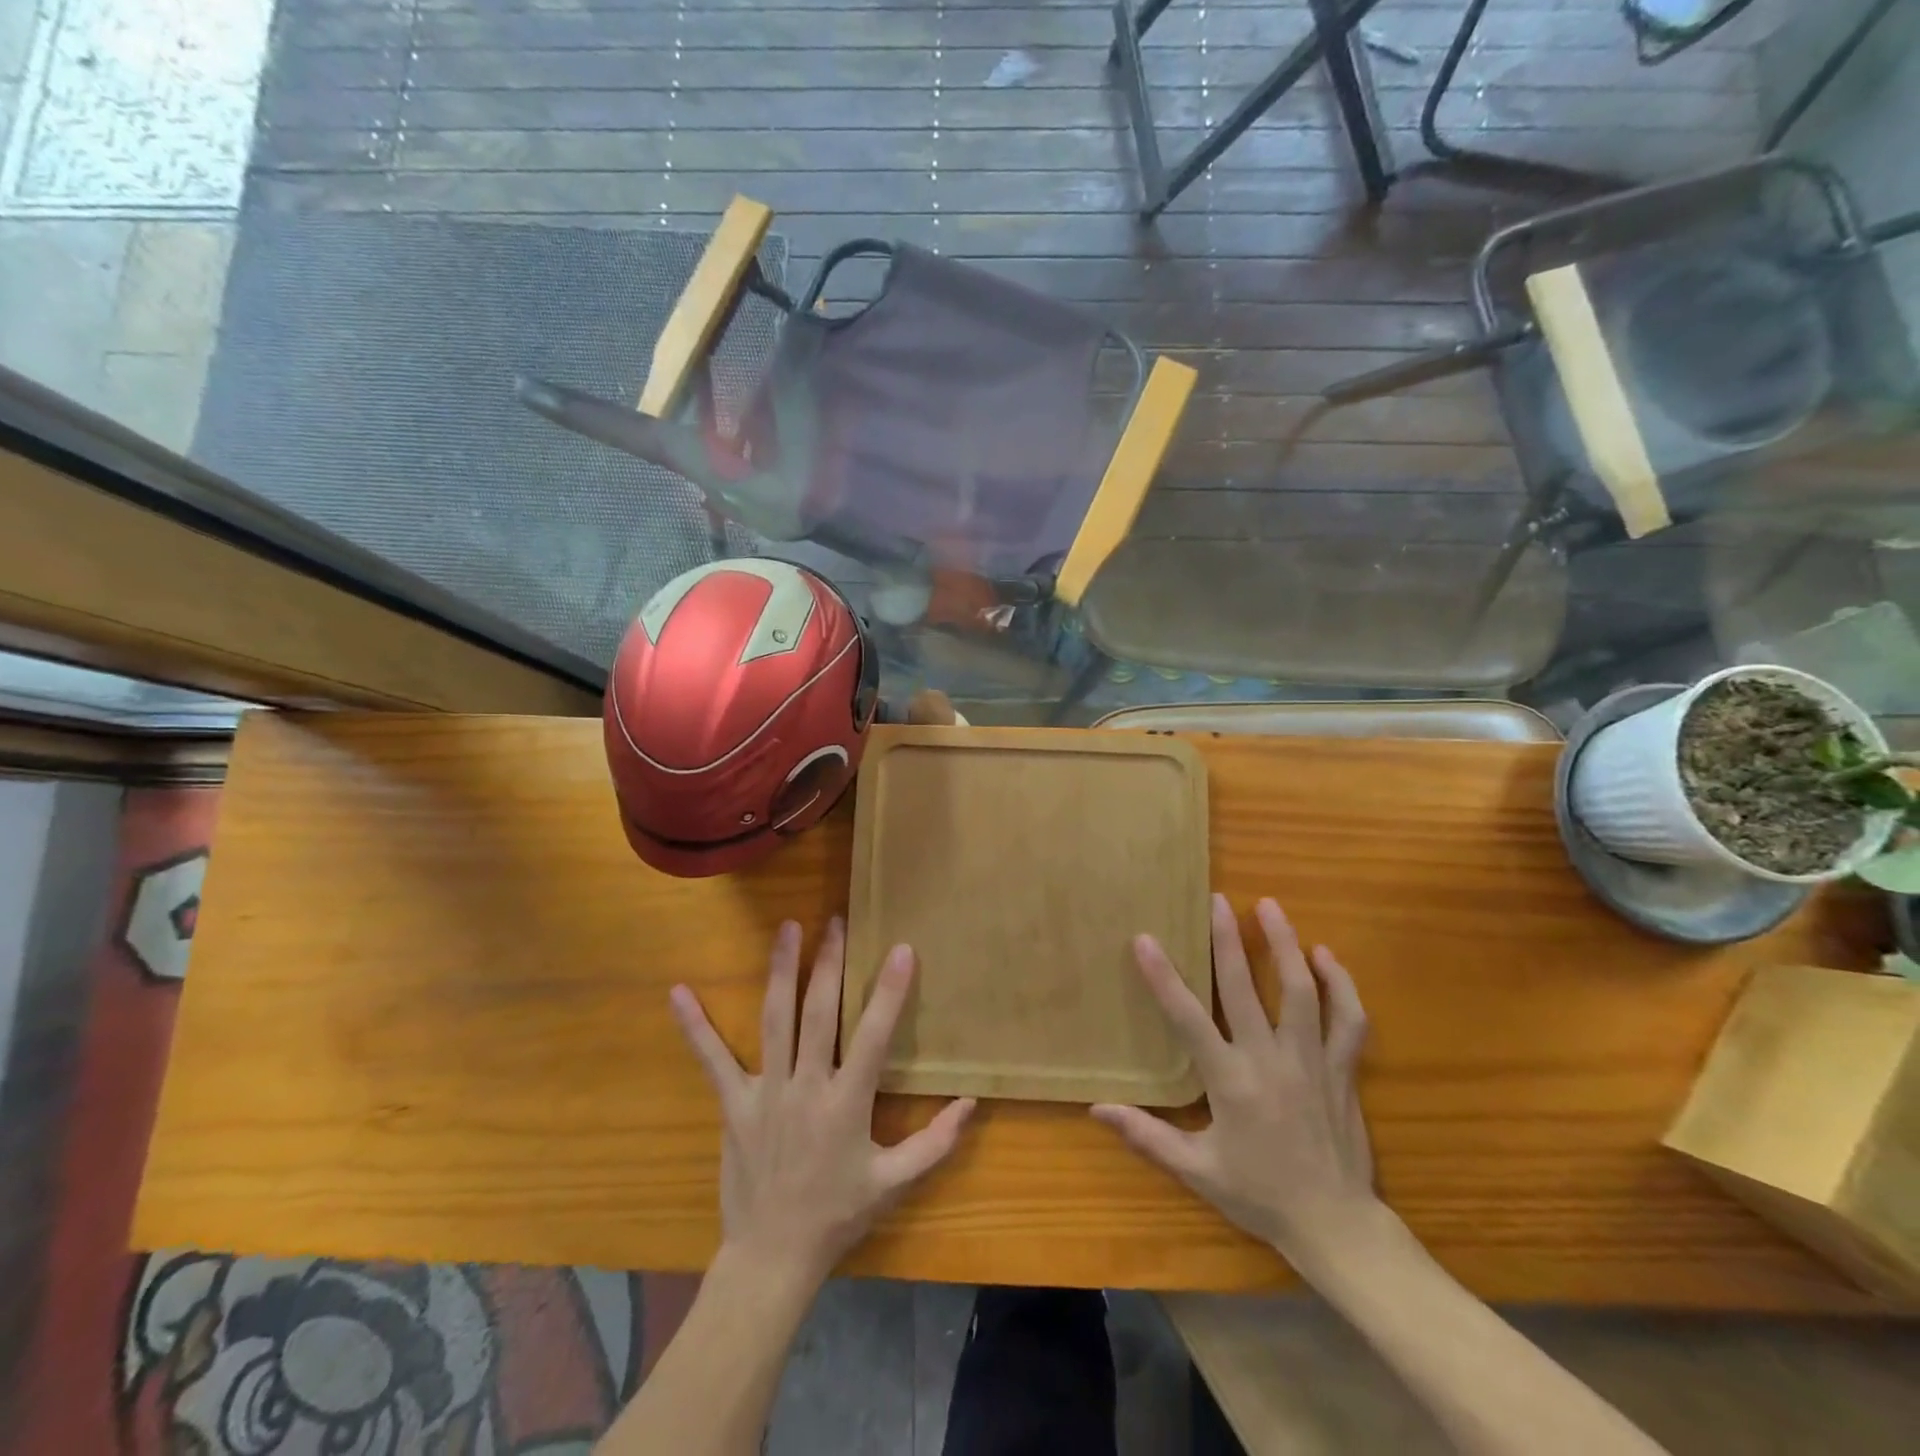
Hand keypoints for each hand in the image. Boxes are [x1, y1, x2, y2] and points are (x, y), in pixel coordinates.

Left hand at [670, 919, 974, 1283]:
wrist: (772, 1258)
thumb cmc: (837, 1216)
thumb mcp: (893, 1183)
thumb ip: (935, 1143)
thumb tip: (971, 1103)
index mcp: (846, 1104)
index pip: (872, 1037)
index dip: (888, 993)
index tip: (901, 950)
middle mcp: (805, 1088)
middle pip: (817, 1014)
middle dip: (829, 964)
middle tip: (836, 921)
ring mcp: (766, 1092)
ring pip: (774, 1020)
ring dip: (781, 971)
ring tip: (787, 928)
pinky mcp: (734, 1104)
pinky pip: (712, 1060)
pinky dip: (695, 1026)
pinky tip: (678, 993)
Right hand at [1091, 894, 1374, 1264]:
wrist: (1336, 1226)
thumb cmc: (1260, 1196)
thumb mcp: (1196, 1171)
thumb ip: (1147, 1136)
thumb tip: (1097, 1110)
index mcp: (1230, 1081)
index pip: (1188, 1018)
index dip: (1164, 977)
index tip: (1146, 939)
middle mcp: (1270, 1061)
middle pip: (1245, 988)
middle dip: (1228, 940)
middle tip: (1217, 900)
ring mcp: (1311, 1061)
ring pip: (1300, 991)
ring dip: (1285, 945)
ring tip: (1270, 907)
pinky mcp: (1343, 1070)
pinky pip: (1348, 1020)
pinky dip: (1340, 985)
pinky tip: (1326, 956)